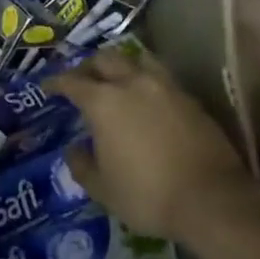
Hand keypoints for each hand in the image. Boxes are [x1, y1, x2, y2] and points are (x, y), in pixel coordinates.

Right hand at [46, 45, 257, 243]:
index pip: (72, 81)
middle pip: (105, 59)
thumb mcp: (103, 189)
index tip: (47, 87)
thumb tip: (75, 149)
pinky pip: (161, 77)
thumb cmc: (148, 194)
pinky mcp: (190, 98)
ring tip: (117, 80)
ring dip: (121, 66)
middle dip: (88, 66)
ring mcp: (165, 87)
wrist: (212, 199)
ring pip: (137, 60)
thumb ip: (82, 165)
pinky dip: (146, 80)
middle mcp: (132, 83)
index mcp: (103, 101)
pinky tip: (147, 98)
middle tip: (82, 80)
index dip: (56, 82)